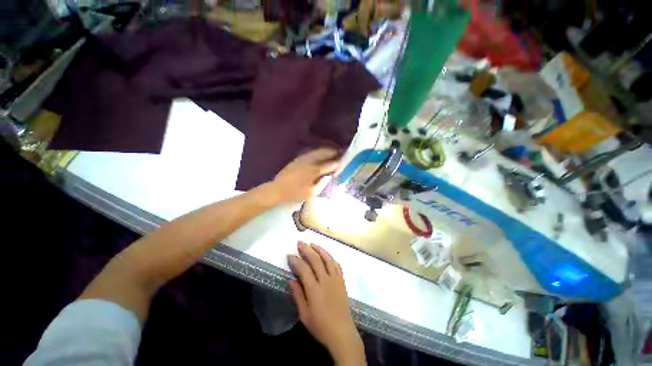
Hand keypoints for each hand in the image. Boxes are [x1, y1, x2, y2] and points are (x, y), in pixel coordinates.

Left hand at [271, 148, 339, 202]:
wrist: (277, 189)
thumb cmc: (295, 193)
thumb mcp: (311, 193)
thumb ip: (322, 183)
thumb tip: (330, 176)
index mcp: (314, 170)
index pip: (329, 164)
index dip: (337, 162)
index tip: (344, 161)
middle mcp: (309, 161)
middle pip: (324, 152)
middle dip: (333, 152)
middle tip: (340, 153)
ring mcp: (303, 159)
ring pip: (317, 151)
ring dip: (326, 150)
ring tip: (333, 152)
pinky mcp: (298, 159)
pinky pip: (311, 152)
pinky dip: (318, 152)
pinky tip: (321, 155)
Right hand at [288, 242, 365, 365]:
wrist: (342, 333)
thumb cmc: (320, 326)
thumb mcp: (304, 314)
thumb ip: (297, 295)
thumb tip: (291, 279)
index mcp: (314, 290)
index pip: (304, 269)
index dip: (296, 261)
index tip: (290, 255)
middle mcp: (325, 280)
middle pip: (315, 260)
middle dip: (306, 250)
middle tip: (300, 243)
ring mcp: (335, 279)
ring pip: (327, 259)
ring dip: (319, 249)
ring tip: (312, 243)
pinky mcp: (342, 281)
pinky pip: (336, 265)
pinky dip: (330, 257)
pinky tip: (326, 254)